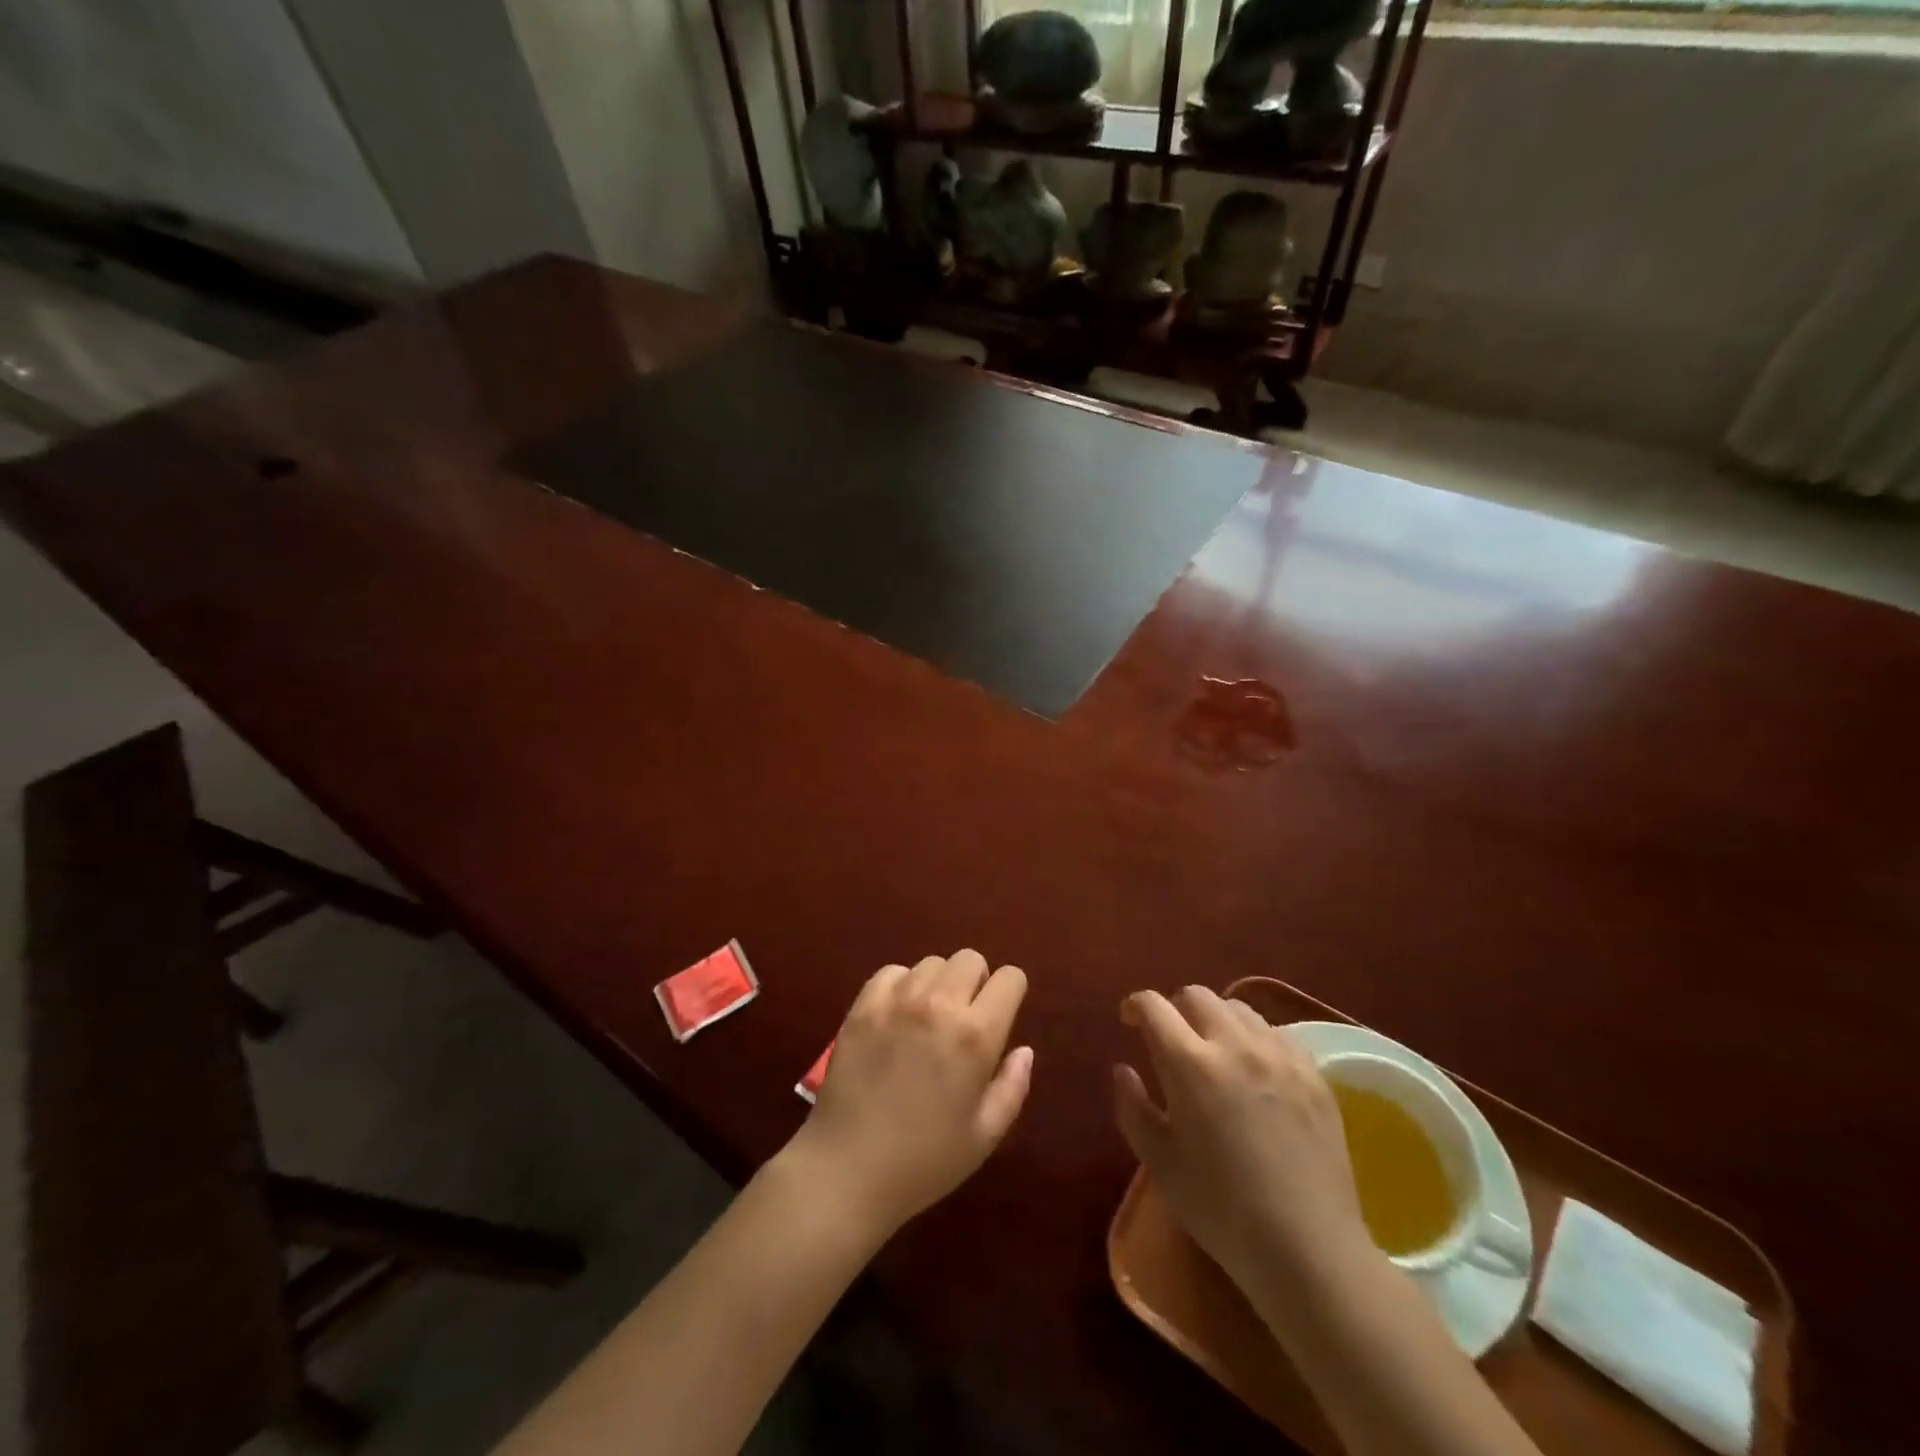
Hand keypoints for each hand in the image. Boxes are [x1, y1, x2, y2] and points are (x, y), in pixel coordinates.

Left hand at [785, 951, 1031, 1237]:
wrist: (847, 1171)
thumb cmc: (924, 1161)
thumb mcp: (984, 1136)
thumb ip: (1012, 1087)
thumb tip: (1023, 1050)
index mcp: (976, 1035)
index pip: (1010, 978)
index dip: (1010, 994)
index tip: (1001, 1016)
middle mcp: (939, 1004)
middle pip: (970, 959)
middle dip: (976, 983)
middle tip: (964, 1019)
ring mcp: (896, 1000)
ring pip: (932, 963)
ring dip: (938, 984)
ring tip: (927, 1020)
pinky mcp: (863, 1005)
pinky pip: (892, 972)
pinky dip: (901, 986)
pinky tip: (896, 1017)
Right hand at [1115, 986, 1367, 1287]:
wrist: (1307, 1249)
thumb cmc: (1221, 1210)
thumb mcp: (1160, 1162)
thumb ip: (1132, 1107)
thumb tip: (1123, 1069)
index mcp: (1189, 1063)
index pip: (1153, 1006)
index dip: (1135, 1006)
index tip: (1129, 1021)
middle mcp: (1234, 1044)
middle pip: (1196, 995)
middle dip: (1174, 1008)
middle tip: (1170, 1038)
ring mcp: (1279, 1055)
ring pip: (1238, 1008)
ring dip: (1216, 1019)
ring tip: (1214, 1051)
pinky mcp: (1313, 1073)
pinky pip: (1276, 1032)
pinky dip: (1255, 1038)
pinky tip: (1256, 1070)